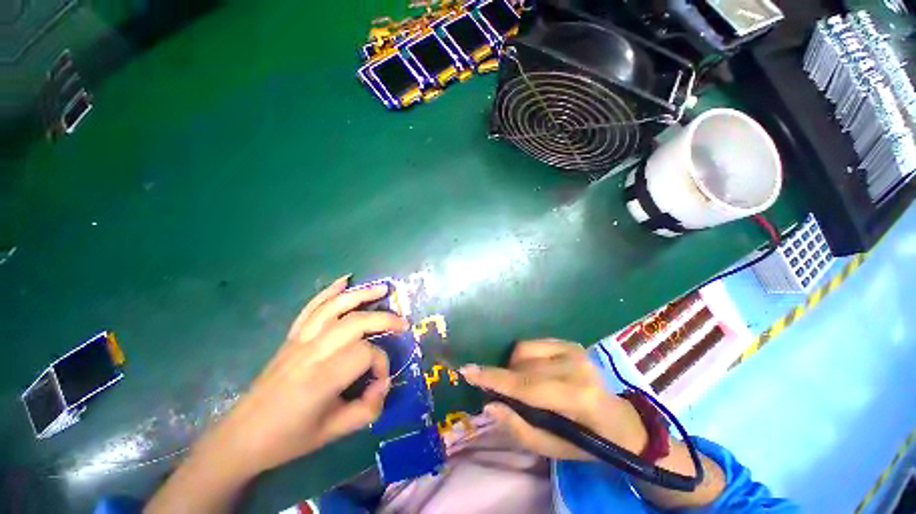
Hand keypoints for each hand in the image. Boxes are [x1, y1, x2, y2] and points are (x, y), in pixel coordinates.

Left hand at [209, 276, 407, 475]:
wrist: (242, 436)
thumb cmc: (288, 439)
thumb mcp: (333, 433)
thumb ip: (367, 409)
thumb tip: (383, 385)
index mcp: (321, 379)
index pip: (365, 354)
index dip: (381, 364)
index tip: (380, 382)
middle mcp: (311, 352)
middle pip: (355, 322)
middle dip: (384, 320)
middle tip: (403, 325)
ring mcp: (299, 340)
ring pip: (335, 307)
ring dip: (362, 295)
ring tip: (383, 289)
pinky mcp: (292, 337)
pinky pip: (312, 307)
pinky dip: (329, 291)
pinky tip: (345, 280)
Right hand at [461, 339, 647, 460]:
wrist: (618, 420)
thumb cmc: (585, 442)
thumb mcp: (551, 449)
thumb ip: (518, 428)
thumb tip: (490, 403)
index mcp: (577, 397)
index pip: (526, 385)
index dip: (494, 378)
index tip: (467, 371)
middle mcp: (576, 366)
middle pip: (521, 364)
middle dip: (506, 378)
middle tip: (509, 395)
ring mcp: (574, 350)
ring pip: (523, 350)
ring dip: (515, 367)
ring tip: (526, 385)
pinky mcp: (571, 343)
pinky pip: (532, 343)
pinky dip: (525, 358)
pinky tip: (537, 372)